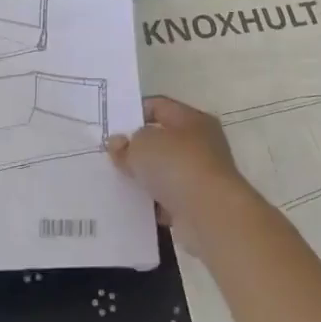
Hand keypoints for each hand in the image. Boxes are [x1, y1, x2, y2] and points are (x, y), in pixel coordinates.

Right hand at [106, 96, 259, 229]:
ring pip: (164, 172)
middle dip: (138, 149)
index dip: (134, 113)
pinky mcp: (198, 205)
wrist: (210, 216)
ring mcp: (201, 176)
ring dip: (144, 178)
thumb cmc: (177, 166)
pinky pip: (168, 199)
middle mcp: (201, 144)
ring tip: (116, 182)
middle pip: (162, 140)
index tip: (111, 126)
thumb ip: (127, 143)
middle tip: (110, 156)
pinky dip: (153, 203)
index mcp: (192, 119)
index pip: (159, 106)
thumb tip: (118, 143)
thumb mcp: (142, 145)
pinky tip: (132, 207)